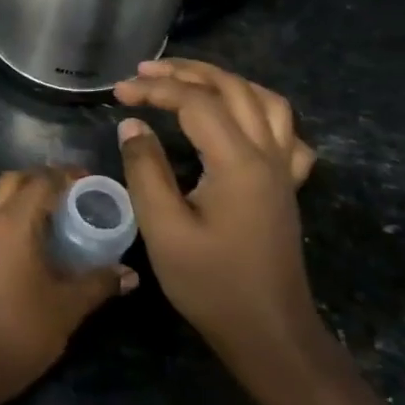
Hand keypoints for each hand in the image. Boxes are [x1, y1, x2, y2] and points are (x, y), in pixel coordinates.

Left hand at [0, 168, 135, 404]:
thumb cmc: (20, 330)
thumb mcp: (67, 307)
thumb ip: (99, 283)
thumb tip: (130, 273)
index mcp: (12, 222)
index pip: (41, 180)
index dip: (67, 175)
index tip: (92, 182)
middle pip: (14, 179)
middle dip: (43, 179)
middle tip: (75, 194)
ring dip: (25, 196)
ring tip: (59, 215)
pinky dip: (12, 214)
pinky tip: (35, 240)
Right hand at [113, 60, 319, 367]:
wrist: (268, 332)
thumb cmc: (210, 283)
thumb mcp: (163, 228)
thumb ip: (145, 169)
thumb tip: (133, 125)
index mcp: (238, 162)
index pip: (196, 102)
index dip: (155, 89)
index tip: (118, 92)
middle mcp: (268, 155)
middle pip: (233, 89)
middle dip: (187, 72)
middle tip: (144, 72)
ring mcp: (283, 171)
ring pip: (266, 102)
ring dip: (225, 82)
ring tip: (188, 81)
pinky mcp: (286, 187)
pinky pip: (286, 133)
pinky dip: (260, 112)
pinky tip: (240, 120)